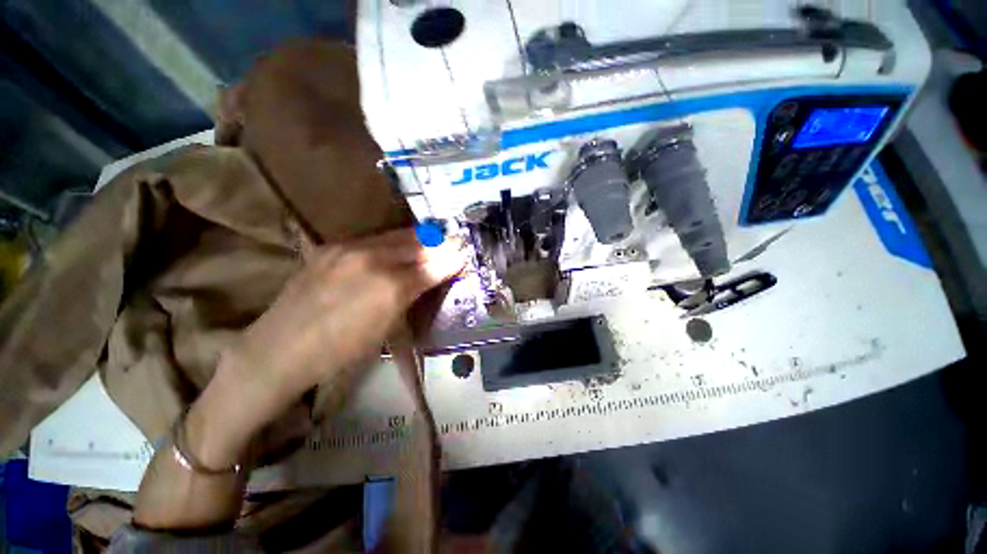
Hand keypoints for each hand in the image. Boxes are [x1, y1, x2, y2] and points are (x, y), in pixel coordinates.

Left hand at [186, 228, 465, 468]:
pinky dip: (395, 240)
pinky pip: (375, 237)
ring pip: (397, 235)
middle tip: (454, 244)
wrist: (279, 350)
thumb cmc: (341, 351)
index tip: (464, 254)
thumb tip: (436, 276)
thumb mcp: (387, 328)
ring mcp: (349, 249)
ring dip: (420, 239)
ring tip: (433, 241)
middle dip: (440, 244)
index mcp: (390, 288)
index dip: (452, 258)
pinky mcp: (332, 247)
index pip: (432, 265)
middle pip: (418, 244)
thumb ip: (414, 295)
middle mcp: (372, 260)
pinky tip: (401, 245)